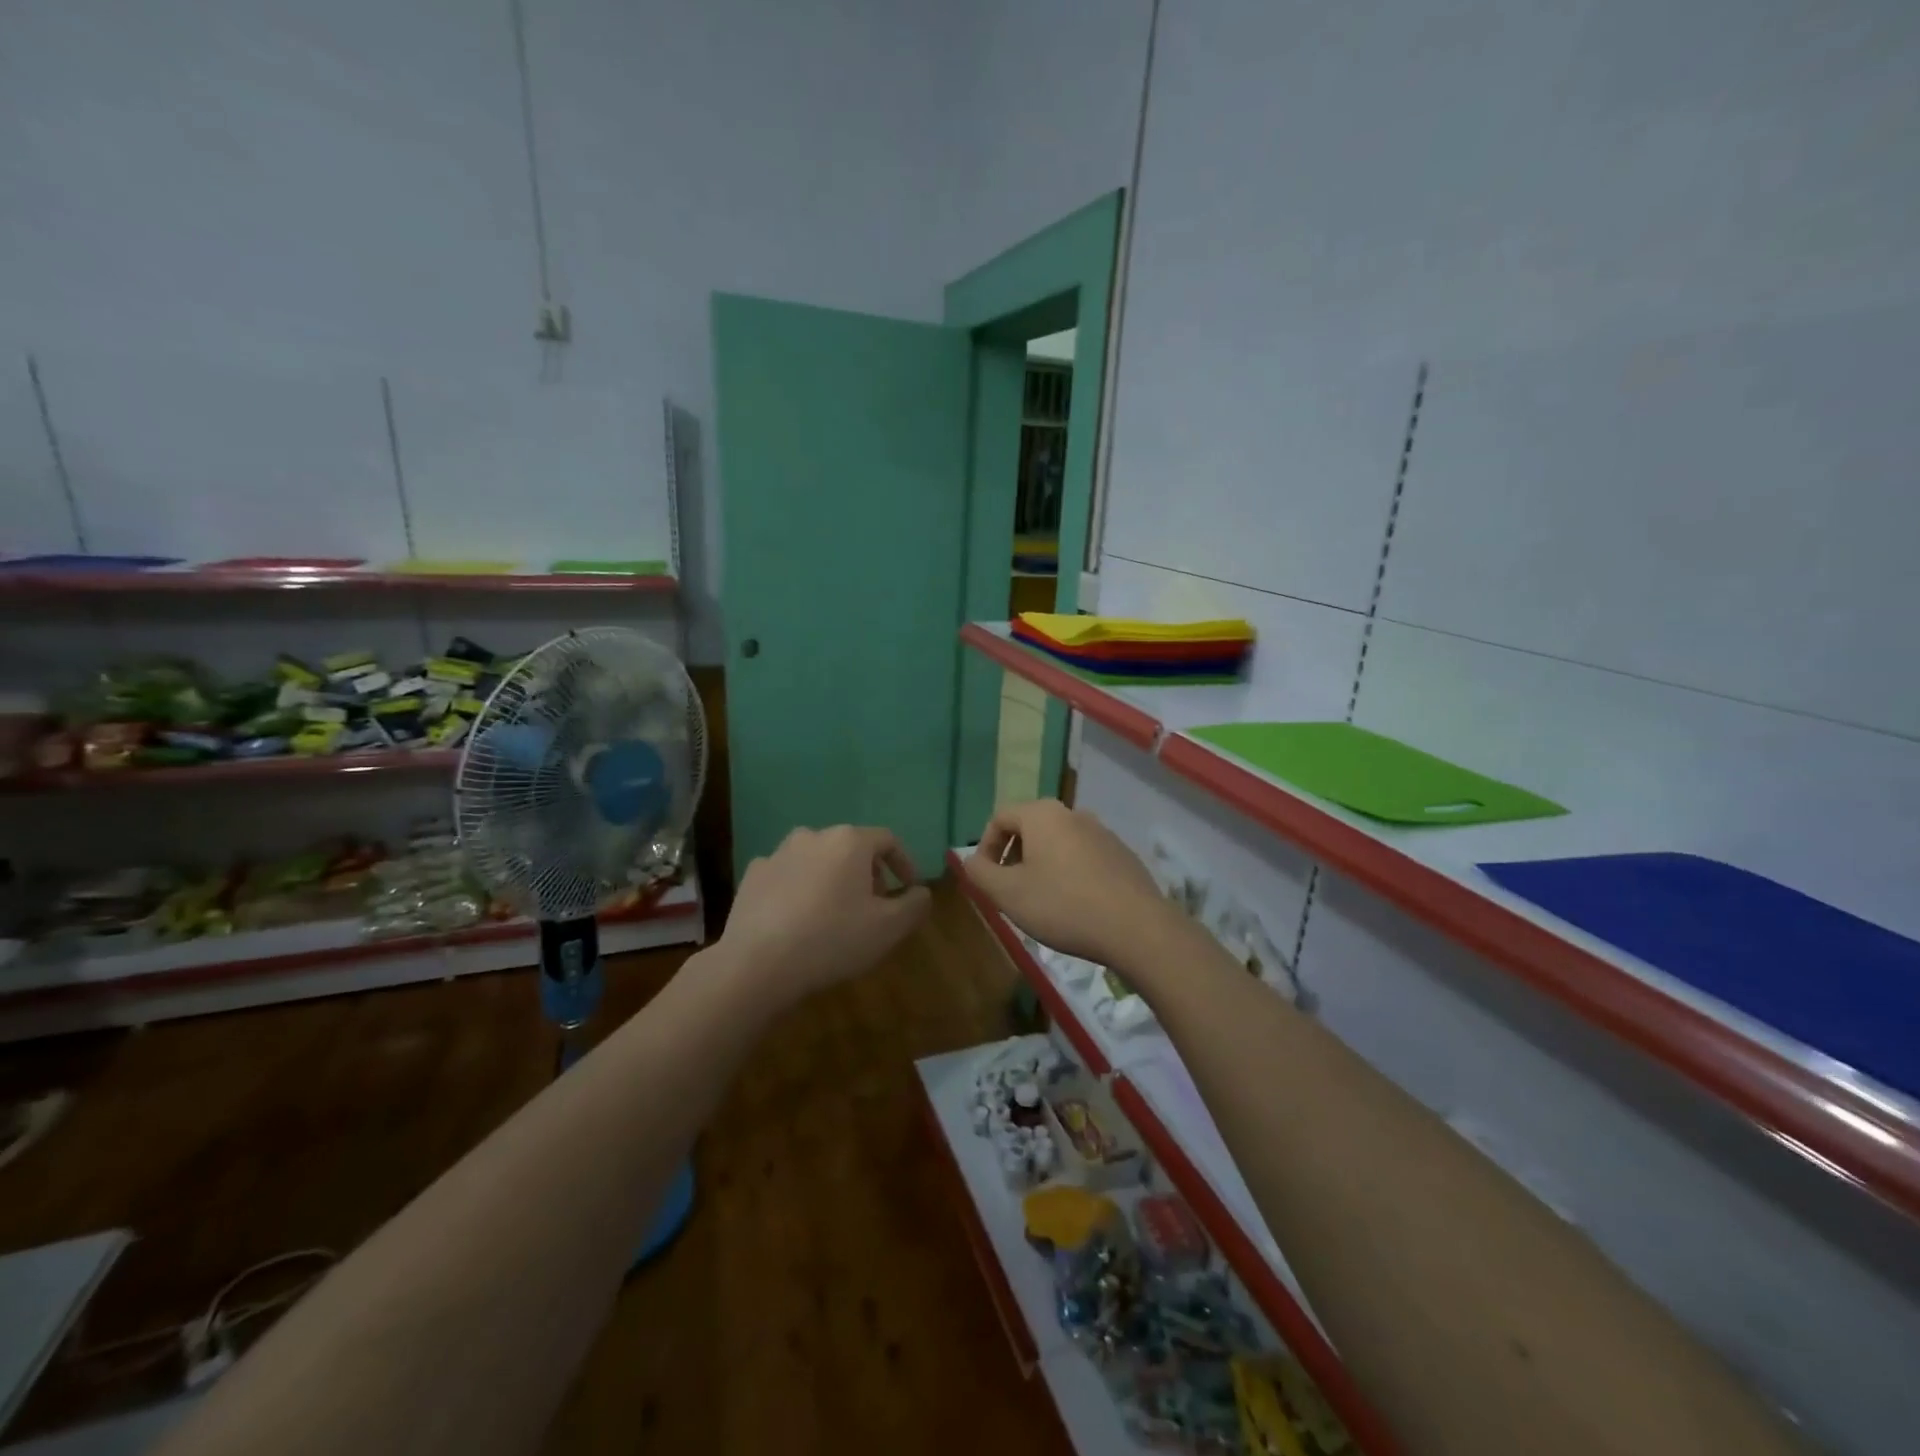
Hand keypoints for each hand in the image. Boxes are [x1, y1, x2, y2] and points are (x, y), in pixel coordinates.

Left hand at [717, 826, 930, 1005]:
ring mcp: (778, 853)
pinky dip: (800, 889)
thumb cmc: (832, 939)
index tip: (910, 889)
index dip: (904, 863)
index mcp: (849, 841)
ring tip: (836, 912)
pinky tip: (799, 919)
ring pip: (817, 859)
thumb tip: (920, 892)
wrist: (757, 964)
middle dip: (868, 872)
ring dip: (833, 878)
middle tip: (875, 905)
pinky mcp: (752, 875)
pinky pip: (787, 875)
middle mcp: (813, 836)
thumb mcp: (889, 928)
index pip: (888, 840)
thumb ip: (914, 905)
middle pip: (851, 847)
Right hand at [962, 800, 1180, 968]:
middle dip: (1014, 857)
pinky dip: (1070, 874)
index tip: (985, 879)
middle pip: (1030, 828)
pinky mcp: (1122, 855)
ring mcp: (1103, 832)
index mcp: (1042, 814)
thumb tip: (970, 860)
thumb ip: (979, 873)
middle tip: (1010, 891)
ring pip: (1058, 843)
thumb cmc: (1063, 906)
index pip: (1000, 818)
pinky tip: (1075, 906)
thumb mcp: (1008, 894)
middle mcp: (1073, 813)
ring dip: (1042, 866)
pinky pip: (1084, 857)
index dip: (985, 847)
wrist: (1137, 928)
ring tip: (1041, 901)